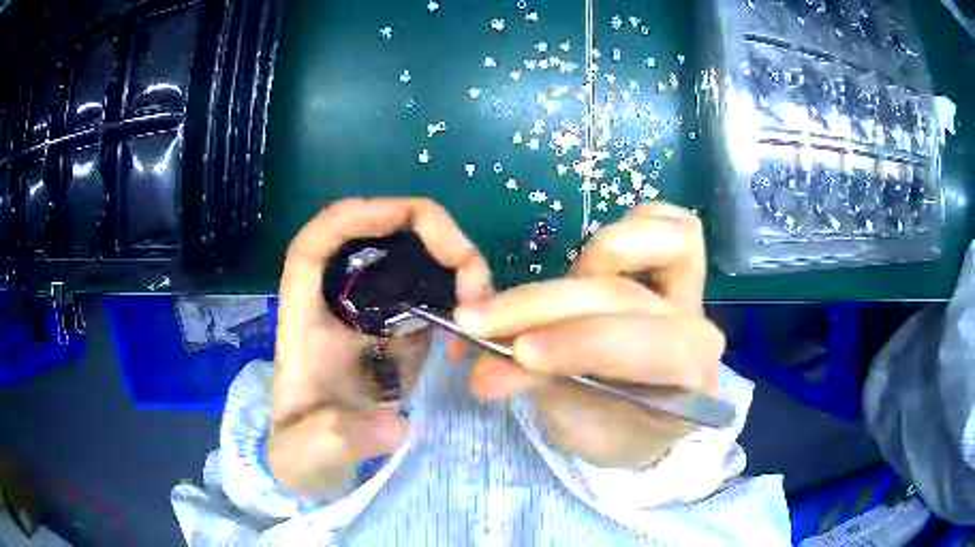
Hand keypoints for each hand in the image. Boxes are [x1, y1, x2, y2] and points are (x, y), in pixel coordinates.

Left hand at [269, 198, 491, 494]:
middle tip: (470, 268)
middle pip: (378, 237)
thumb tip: (394, 426)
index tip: (404, 217)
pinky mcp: (402, 335)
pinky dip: (461, 296)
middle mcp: (341, 305)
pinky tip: (480, 323)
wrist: (319, 466)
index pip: (316, 244)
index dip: (355, 216)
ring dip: (453, 265)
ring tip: (483, 299)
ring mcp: (375, 317)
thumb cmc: (302, 452)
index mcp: (305, 319)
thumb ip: (336, 441)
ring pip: (413, 261)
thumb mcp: (306, 454)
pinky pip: (434, 295)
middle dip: (427, 233)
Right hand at [458, 204, 723, 468]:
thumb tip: (481, 367)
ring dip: (594, 257)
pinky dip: (638, 224)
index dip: (578, 342)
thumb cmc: (611, 430)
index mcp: (683, 383)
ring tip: (544, 288)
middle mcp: (696, 330)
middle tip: (476, 322)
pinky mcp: (683, 271)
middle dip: (544, 306)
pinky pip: (677, 225)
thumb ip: (536, 386)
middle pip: (622, 297)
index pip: (641, 347)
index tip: (517, 352)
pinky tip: (593, 257)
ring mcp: (691, 295)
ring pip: (670, 243)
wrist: (645, 423)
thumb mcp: (572, 424)